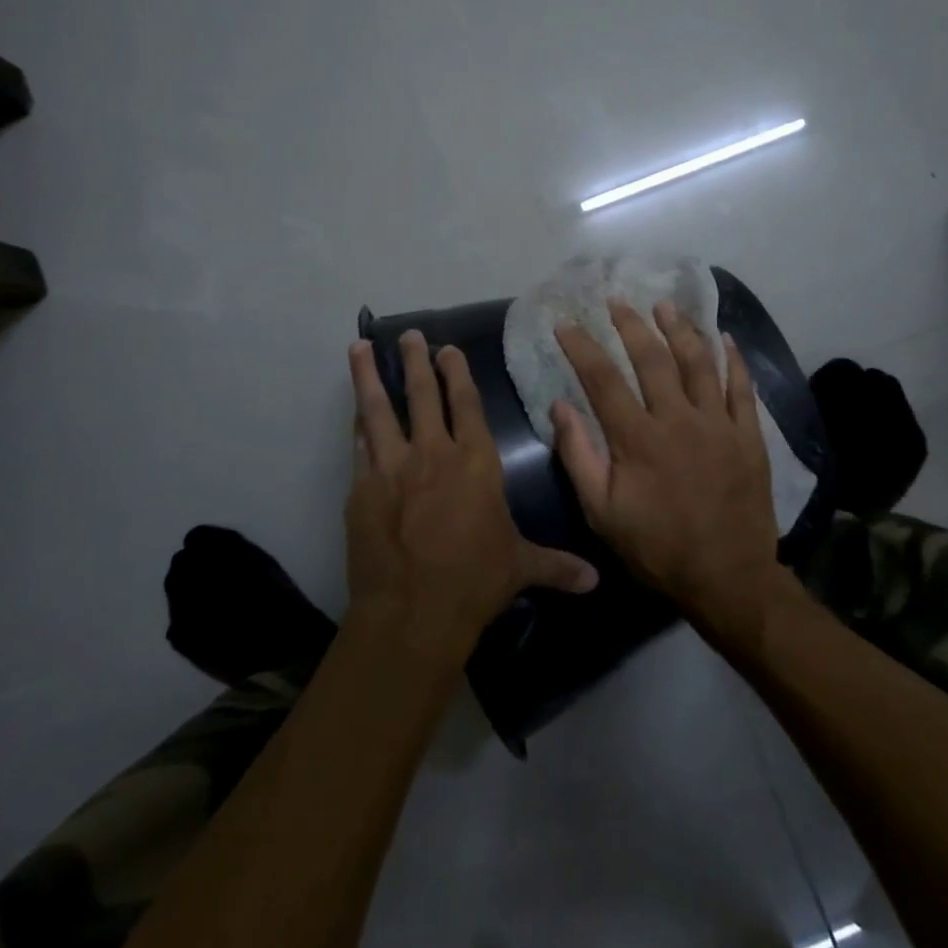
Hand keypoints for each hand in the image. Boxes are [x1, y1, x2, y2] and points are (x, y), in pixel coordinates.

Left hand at [346, 332, 597, 667]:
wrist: (413, 611)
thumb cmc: (475, 582)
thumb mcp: (520, 568)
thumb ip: (556, 566)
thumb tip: (595, 581)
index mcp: (476, 463)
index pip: (467, 405)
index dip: (458, 374)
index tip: (448, 349)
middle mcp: (433, 454)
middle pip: (423, 395)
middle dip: (416, 361)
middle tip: (409, 335)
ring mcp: (393, 468)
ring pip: (379, 410)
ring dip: (369, 377)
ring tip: (358, 349)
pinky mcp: (362, 489)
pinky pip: (359, 447)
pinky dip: (357, 426)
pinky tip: (353, 413)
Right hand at [553, 301, 783, 625]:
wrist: (728, 578)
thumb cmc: (657, 548)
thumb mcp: (602, 513)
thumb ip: (579, 457)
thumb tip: (560, 407)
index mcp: (638, 439)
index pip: (603, 379)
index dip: (582, 347)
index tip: (567, 323)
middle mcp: (679, 420)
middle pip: (653, 359)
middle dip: (631, 325)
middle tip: (617, 301)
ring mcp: (719, 425)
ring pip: (699, 363)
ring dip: (680, 329)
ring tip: (665, 305)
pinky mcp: (749, 436)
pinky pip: (742, 388)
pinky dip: (732, 360)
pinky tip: (723, 338)